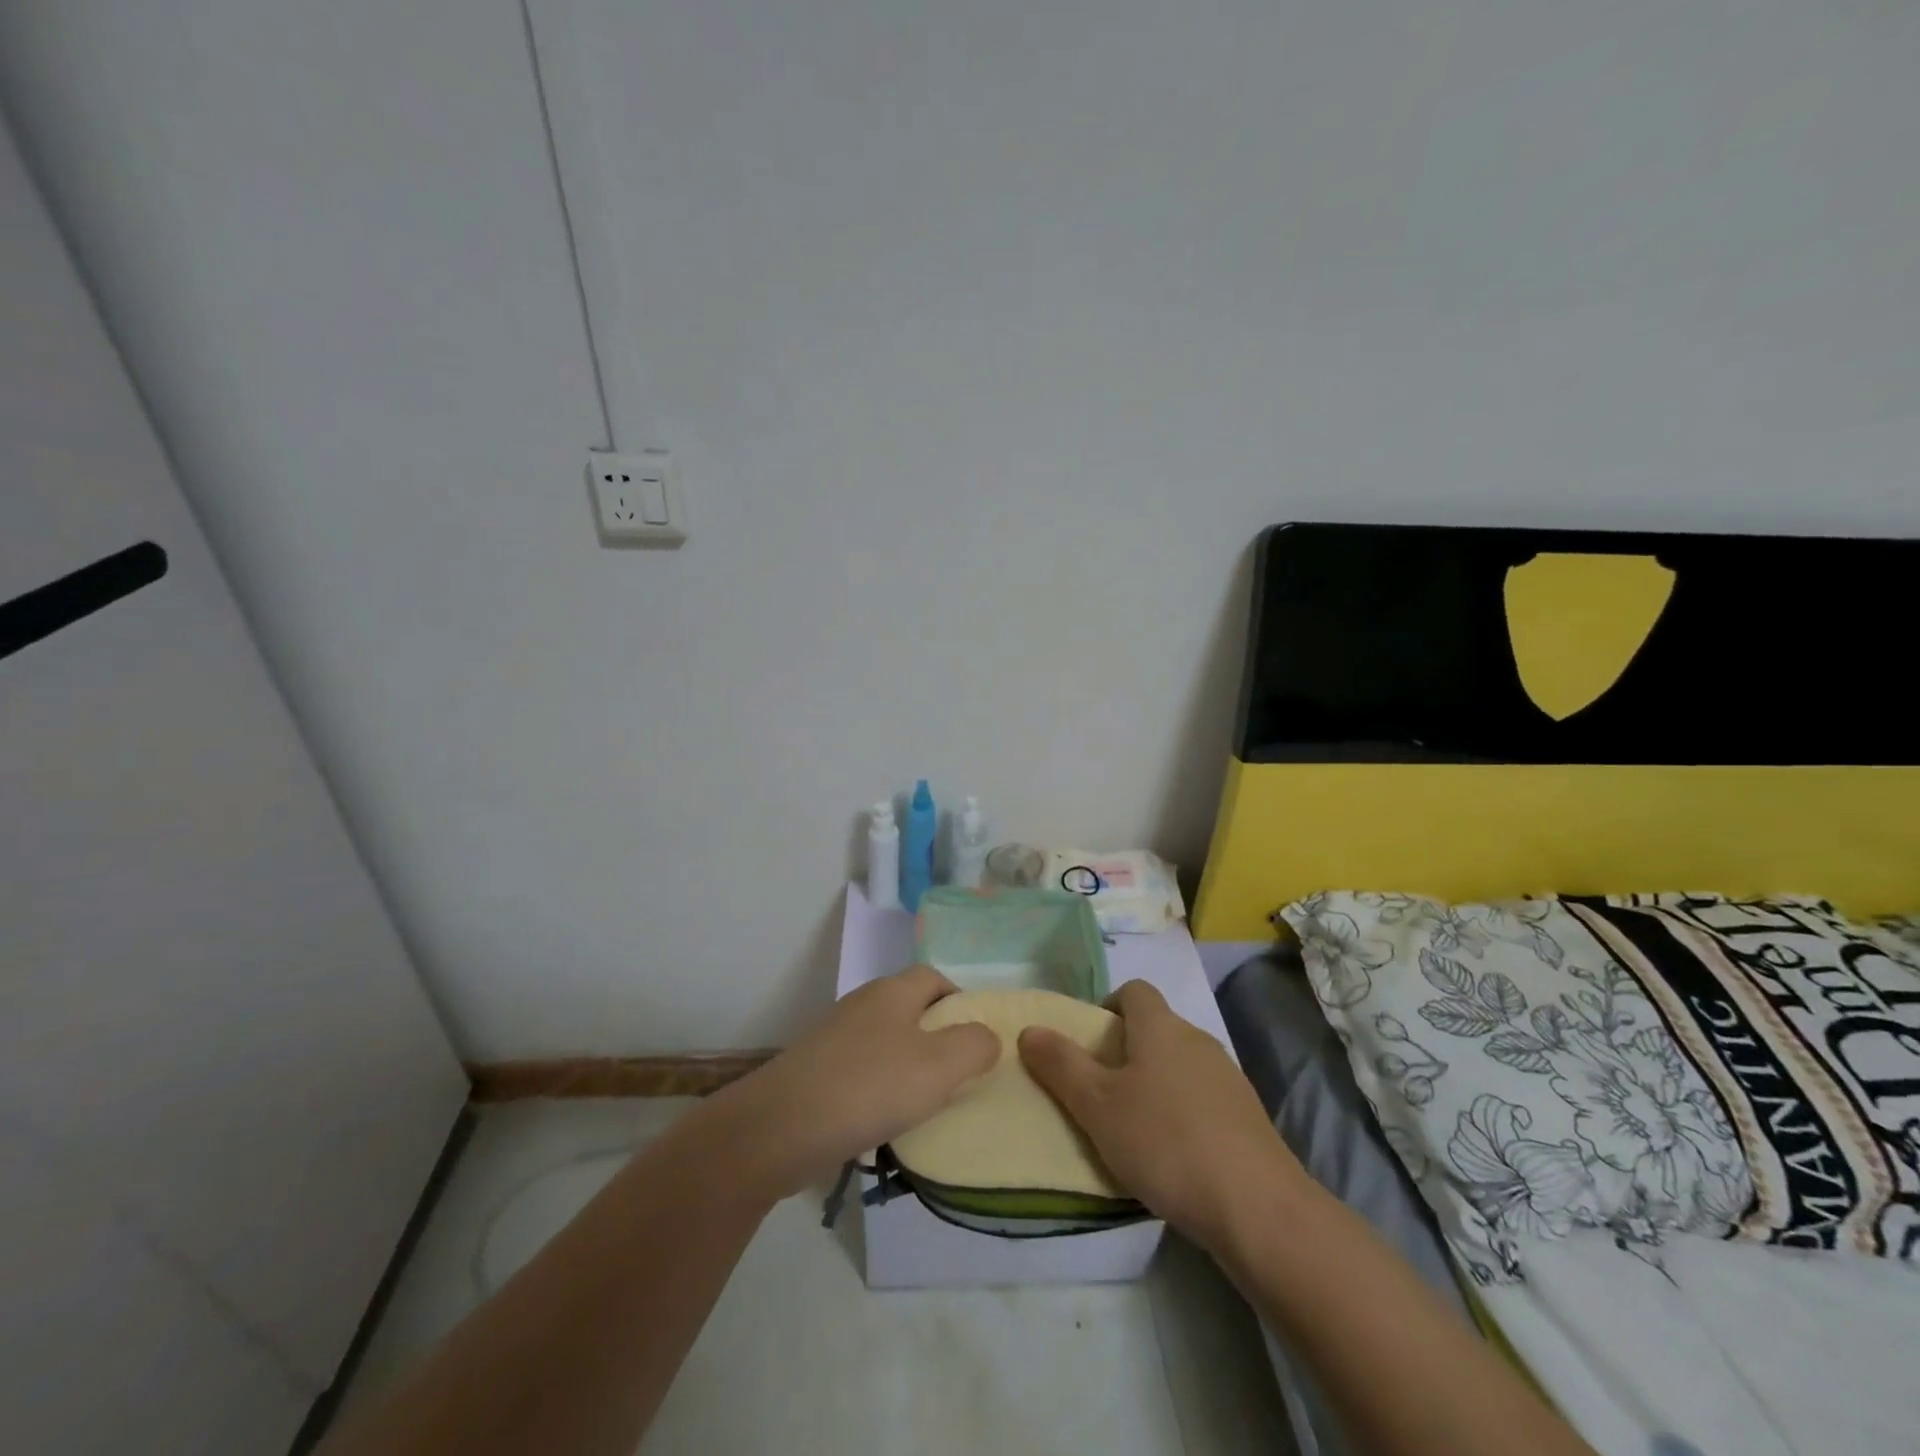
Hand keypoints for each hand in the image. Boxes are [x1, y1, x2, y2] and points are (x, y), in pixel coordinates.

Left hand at [706, 966, 1000, 1200]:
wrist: (777, 1128)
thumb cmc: (868, 1087)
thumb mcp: (938, 1066)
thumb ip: (973, 1046)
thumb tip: (987, 1036)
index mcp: (892, 992)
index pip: (934, 977)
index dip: (960, 999)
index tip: (978, 1037)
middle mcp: (863, 1005)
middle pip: (910, 1009)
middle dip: (937, 1037)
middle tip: (960, 1074)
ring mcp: (835, 1039)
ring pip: (887, 1042)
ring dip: (909, 1067)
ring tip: (928, 1104)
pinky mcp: (816, 1073)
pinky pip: (863, 1072)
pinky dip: (881, 1090)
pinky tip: (887, 1122)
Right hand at [1019, 980, 1306, 1255]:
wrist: (1256, 1206)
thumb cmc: (1164, 1142)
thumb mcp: (1097, 1106)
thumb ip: (1060, 1065)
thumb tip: (1030, 1030)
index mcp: (1160, 1027)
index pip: (1133, 990)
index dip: (1108, 1007)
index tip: (1090, 1044)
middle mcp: (1197, 1039)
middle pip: (1156, 1027)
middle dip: (1126, 1051)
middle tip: (1102, 1091)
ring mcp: (1228, 1076)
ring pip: (1180, 1063)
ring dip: (1155, 1082)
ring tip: (1135, 1127)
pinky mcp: (1247, 1115)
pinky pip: (1203, 1096)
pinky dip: (1183, 1111)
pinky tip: (1175, 1154)